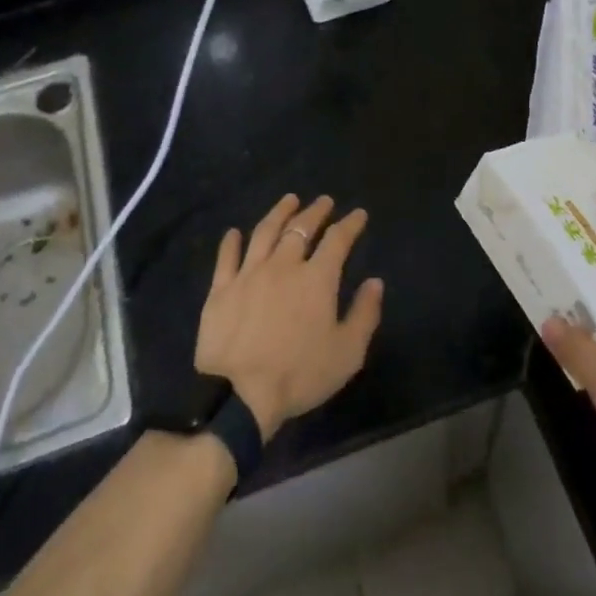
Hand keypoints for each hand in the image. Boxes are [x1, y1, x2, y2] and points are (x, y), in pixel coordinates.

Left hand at [195, 193, 384, 441]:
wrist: (238, 395)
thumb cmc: (299, 375)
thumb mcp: (347, 353)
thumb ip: (364, 314)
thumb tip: (375, 282)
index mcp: (317, 278)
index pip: (338, 240)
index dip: (350, 224)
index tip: (358, 214)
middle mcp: (284, 265)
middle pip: (301, 228)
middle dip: (315, 211)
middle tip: (324, 201)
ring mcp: (248, 274)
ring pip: (265, 232)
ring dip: (279, 212)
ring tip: (289, 200)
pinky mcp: (220, 289)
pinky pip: (226, 257)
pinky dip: (231, 241)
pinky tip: (235, 232)